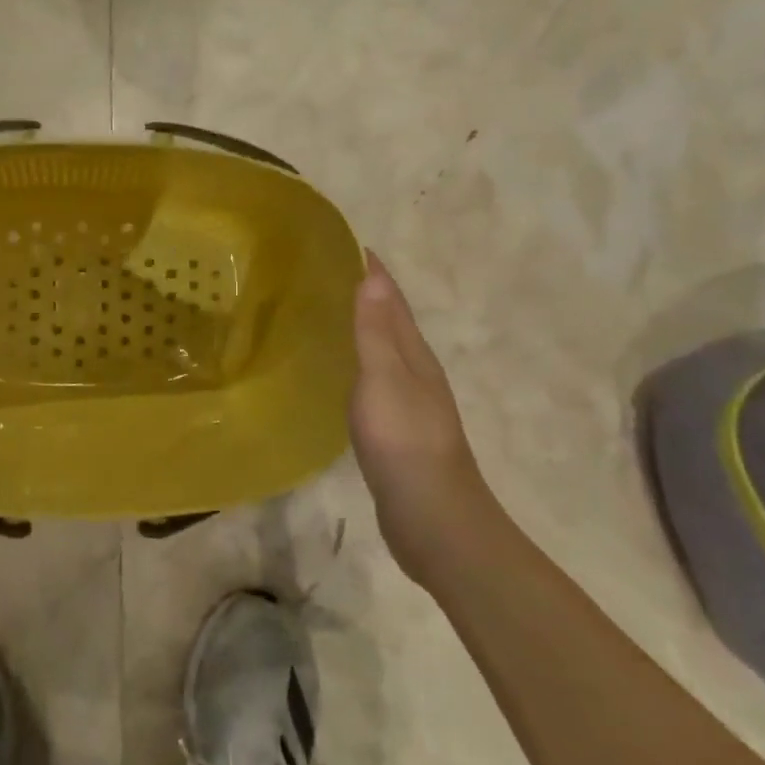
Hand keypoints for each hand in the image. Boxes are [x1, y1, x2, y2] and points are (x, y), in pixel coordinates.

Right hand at [351, 251, 491, 577]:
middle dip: (369, 296)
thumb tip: (373, 276)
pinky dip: (359, 365)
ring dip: (364, 329)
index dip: (375, 274)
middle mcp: (415, 374)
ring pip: (384, 353)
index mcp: (414, 357)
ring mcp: (408, 405)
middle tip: (330, 273)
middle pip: (392, 323)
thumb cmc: (406, 443)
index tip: (351, 244)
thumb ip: (375, 332)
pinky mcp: (396, 432)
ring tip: (330, 312)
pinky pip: (374, 382)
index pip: (393, 302)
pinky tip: (341, 373)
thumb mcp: (385, 380)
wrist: (434, 520)